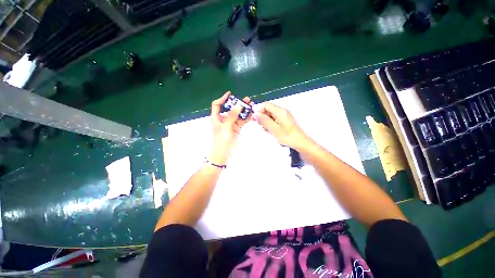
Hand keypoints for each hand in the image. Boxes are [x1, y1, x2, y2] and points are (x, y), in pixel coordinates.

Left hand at [210, 91, 251, 164]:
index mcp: (216, 118)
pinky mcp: (236, 128)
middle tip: (246, 100)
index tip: (230, 94)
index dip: (222, 99)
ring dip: (244, 110)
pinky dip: (246, 117)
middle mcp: (223, 119)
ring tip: (251, 105)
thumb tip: (238, 106)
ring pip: (237, 114)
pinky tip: (251, 113)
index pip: (217, 105)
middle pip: (230, 109)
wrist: (223, 154)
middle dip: (238, 104)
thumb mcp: (226, 127)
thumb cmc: (221, 140)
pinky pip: (241, 121)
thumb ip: (232, 116)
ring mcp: (230, 124)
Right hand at [254, 103, 310, 149]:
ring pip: (270, 115)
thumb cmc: (287, 136)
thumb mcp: (274, 129)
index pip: (266, 105)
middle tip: (262, 127)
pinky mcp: (285, 121)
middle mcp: (282, 111)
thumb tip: (255, 113)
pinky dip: (271, 124)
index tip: (255, 119)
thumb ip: (264, 120)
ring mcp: (284, 116)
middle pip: (268, 110)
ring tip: (268, 131)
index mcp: (280, 111)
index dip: (259, 110)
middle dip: (262, 117)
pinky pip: (274, 119)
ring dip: (266, 122)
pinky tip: (272, 131)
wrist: (301, 143)